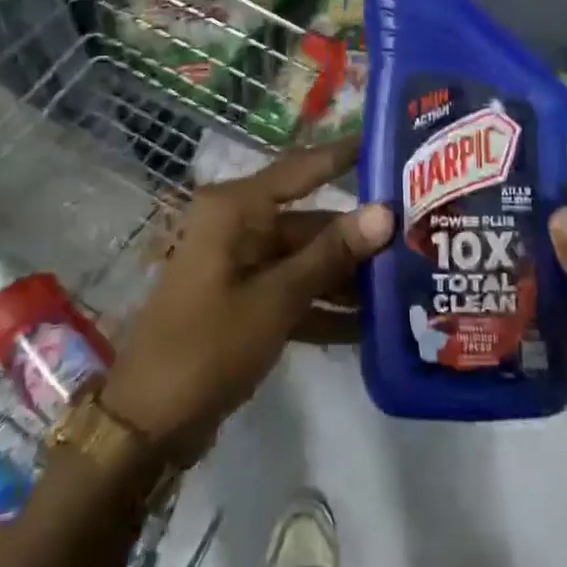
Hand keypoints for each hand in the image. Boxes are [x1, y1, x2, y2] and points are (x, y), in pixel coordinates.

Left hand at [102, 139, 392, 463]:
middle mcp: (239, 227)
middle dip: (359, 237)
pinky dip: (324, 308)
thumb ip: (332, 254)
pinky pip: (293, 292)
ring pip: (305, 260)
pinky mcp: (244, 302)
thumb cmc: (209, 346)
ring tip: (406, 283)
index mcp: (236, 209)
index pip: (302, 169)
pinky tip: (372, 328)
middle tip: (417, 237)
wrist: (148, 425)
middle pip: (310, 221)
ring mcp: (241, 266)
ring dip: (347, 277)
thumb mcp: (277, 299)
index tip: (389, 141)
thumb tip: (384, 212)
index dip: (344, 154)